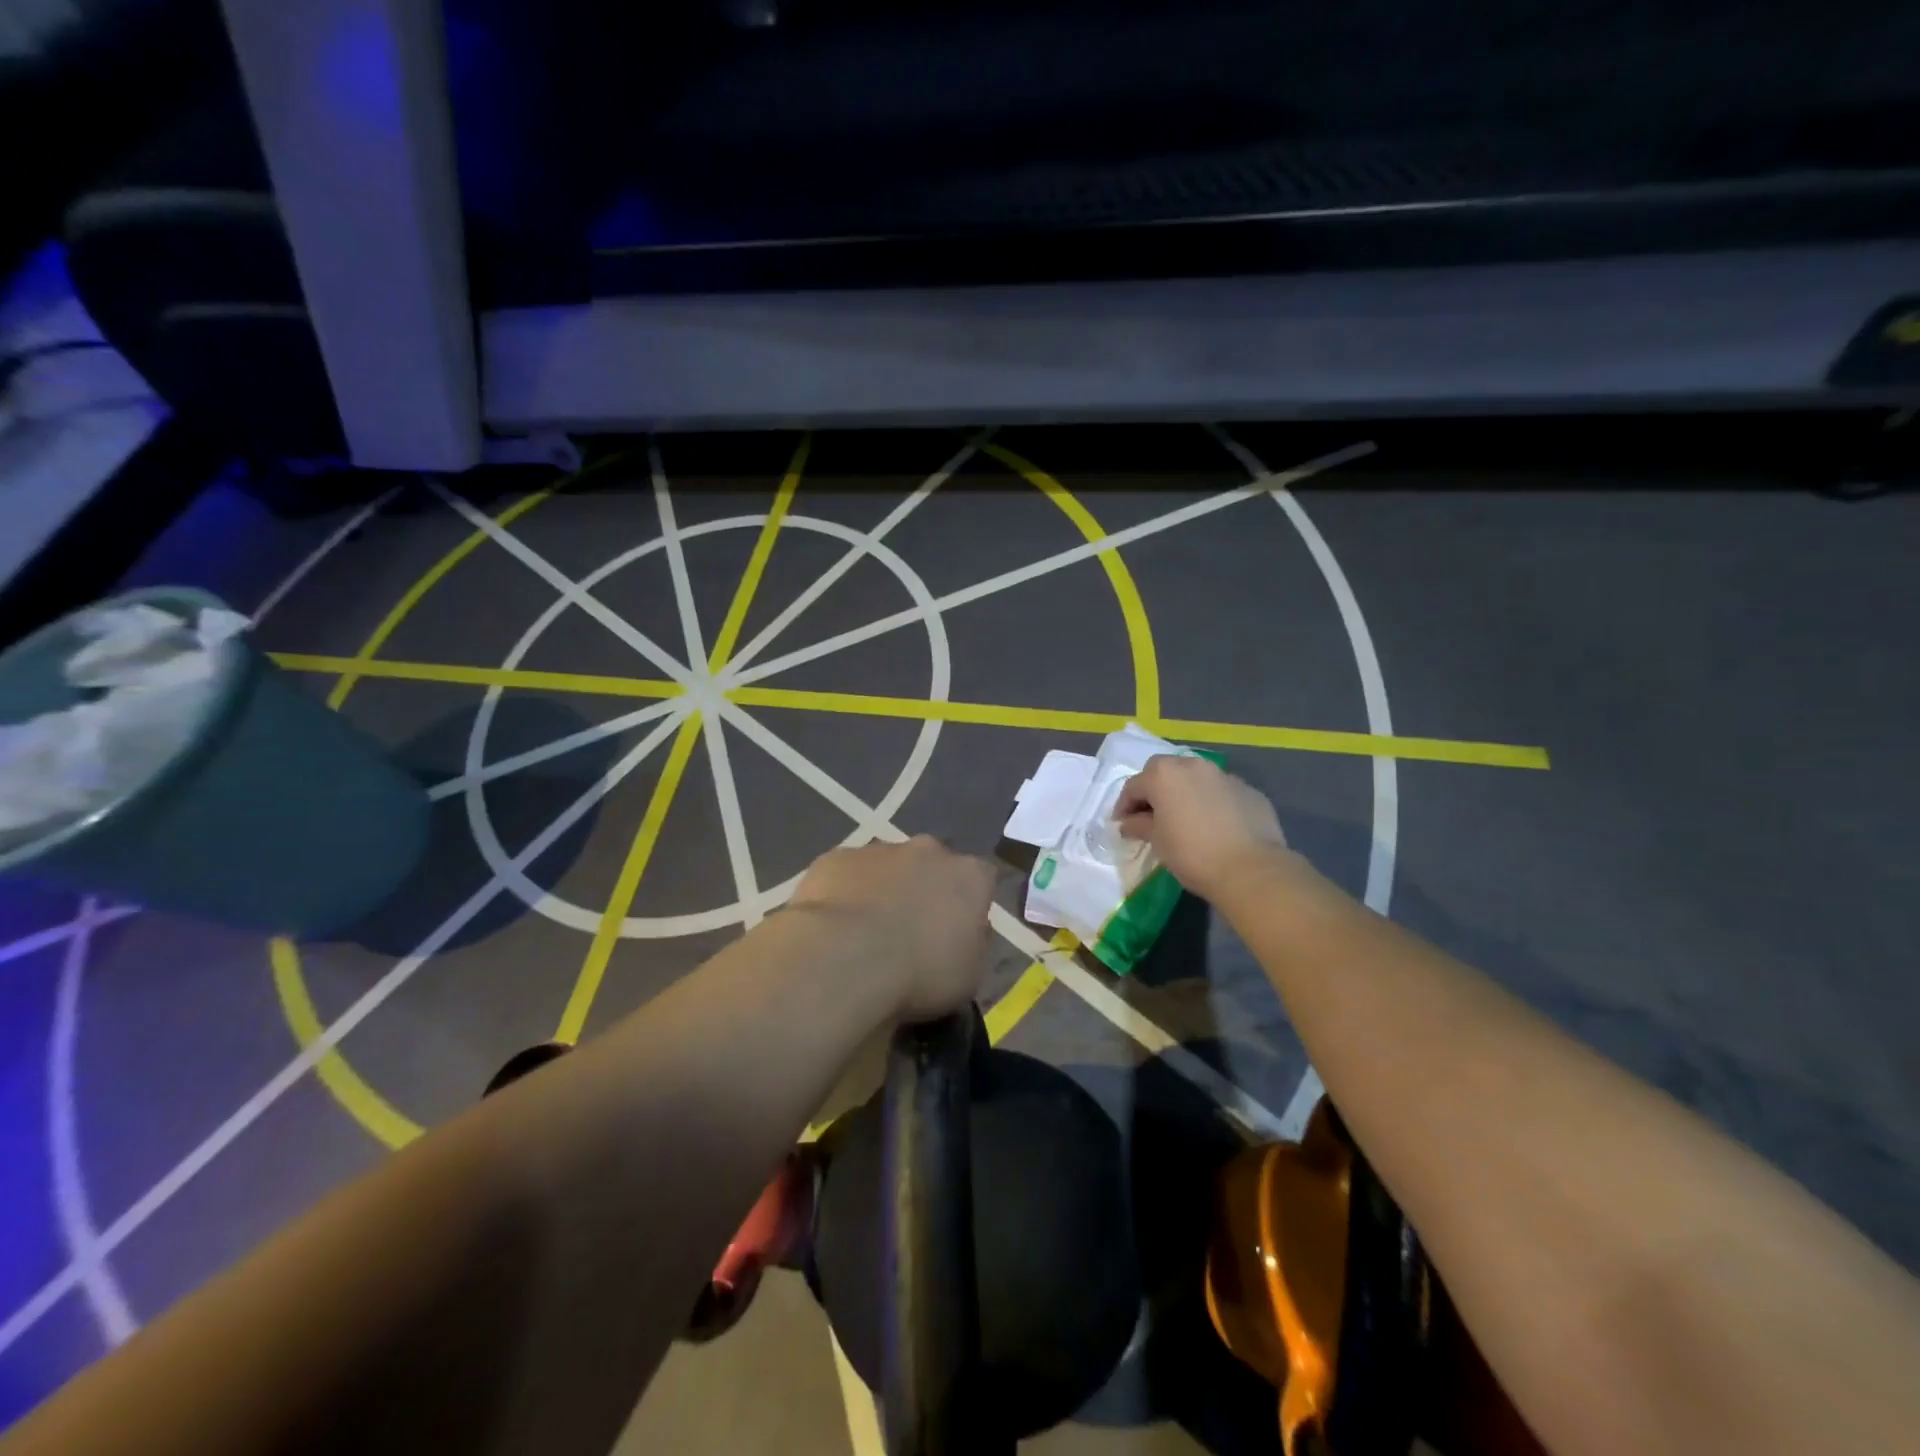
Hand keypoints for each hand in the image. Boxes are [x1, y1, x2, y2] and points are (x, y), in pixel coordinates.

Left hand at [788, 836, 995, 1022]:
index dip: (968, 905)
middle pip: (931, 864)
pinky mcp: (837, 857)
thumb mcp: (968, 976)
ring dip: (882, 890)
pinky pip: (846, 874)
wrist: (846, 960)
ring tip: (865, 934)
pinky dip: (844, 894)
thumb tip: (962, 933)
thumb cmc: (920, 974)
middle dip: (923, 889)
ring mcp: (879, 850)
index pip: (981, 879)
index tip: (956, 932)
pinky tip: (833, 928)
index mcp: (969, 876)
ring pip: (886, 866)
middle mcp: (928, 851)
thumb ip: (971, 944)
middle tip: (909, 930)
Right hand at [1114, 755, 1291, 903]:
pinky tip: (1214, 826)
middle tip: (1152, 816)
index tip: (1123, 825)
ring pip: (1195, 778)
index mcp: (1164, 775)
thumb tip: (1129, 823)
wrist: (1251, 869)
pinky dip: (1211, 802)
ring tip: (1184, 818)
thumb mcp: (1158, 841)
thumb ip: (1139, 825)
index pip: (1134, 786)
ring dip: (1184, 793)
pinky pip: (1220, 792)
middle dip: (1154, 790)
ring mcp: (1224, 775)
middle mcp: (1193, 766)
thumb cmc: (1192, 854)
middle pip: (1164, 772)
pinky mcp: (1249, 790)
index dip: (1124, 806)